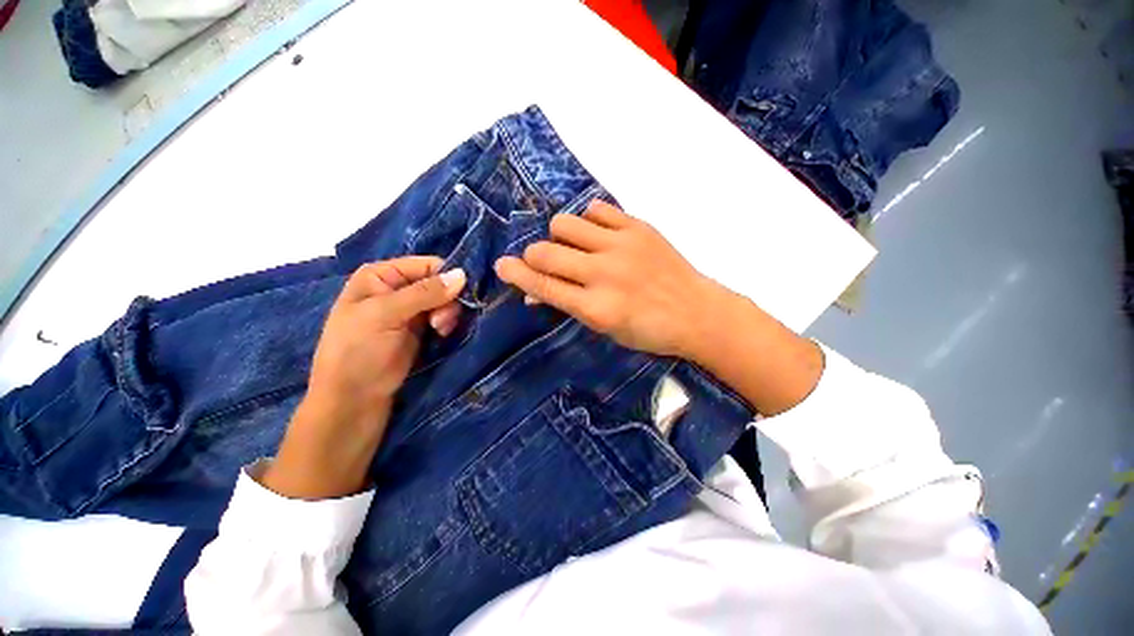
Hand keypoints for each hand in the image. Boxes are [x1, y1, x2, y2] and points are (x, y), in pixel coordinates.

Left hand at [263, 257, 465, 499]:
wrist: (354, 399)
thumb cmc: (359, 351)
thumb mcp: (386, 315)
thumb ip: (425, 293)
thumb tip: (463, 274)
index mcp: (381, 275)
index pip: (427, 265)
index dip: (446, 277)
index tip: (457, 296)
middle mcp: (397, 288)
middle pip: (439, 282)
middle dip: (447, 300)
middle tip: (441, 322)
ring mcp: (410, 310)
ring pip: (445, 300)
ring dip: (448, 314)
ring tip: (440, 331)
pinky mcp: (421, 329)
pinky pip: (444, 316)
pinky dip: (448, 323)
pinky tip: (442, 334)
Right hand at [494, 201, 723, 358]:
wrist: (696, 312)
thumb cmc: (648, 330)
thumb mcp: (604, 328)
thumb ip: (568, 305)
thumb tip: (533, 291)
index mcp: (595, 308)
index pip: (542, 285)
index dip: (516, 275)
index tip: (502, 266)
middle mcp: (603, 273)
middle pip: (545, 252)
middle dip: (533, 257)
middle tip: (542, 261)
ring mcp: (621, 246)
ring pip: (564, 223)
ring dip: (559, 236)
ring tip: (573, 246)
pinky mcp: (638, 227)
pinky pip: (596, 209)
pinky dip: (589, 221)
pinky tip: (597, 234)